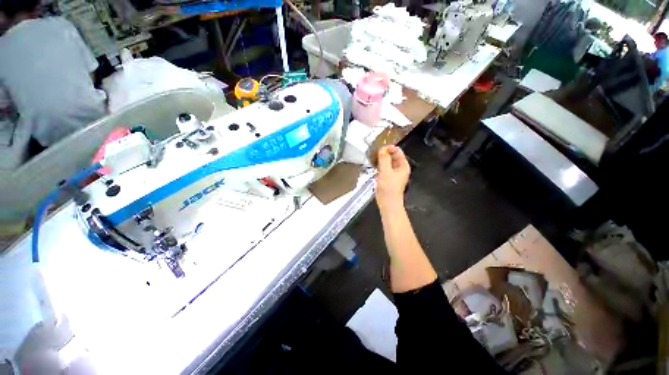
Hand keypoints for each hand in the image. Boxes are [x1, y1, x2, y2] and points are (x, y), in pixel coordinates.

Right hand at [375, 145, 409, 210]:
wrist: (388, 203)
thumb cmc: (389, 189)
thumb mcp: (386, 172)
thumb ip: (384, 159)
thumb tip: (382, 149)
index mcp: (403, 165)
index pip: (397, 151)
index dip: (389, 148)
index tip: (379, 149)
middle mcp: (399, 168)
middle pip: (392, 156)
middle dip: (384, 153)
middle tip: (374, 154)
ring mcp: (393, 173)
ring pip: (387, 162)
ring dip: (380, 160)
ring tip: (373, 159)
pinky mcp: (387, 178)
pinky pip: (383, 168)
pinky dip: (379, 166)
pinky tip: (373, 167)